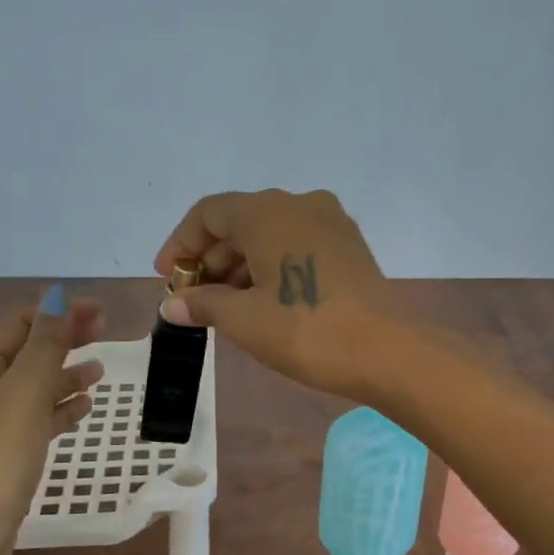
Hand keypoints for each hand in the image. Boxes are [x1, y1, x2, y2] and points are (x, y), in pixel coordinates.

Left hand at [0, 289, 104, 554]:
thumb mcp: (22, 396)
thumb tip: (56, 299)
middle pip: (24, 352)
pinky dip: (57, 409)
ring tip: (100, 372)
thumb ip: (43, 347)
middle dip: (63, 340)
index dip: (58, 313)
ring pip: (31, 387)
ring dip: (63, 375)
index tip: (101, 313)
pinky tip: (82, 408)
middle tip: (106, 332)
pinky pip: (32, 419)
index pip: (18, 324)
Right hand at [154, 189, 393, 399]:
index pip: (208, 213)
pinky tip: (262, 302)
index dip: (180, 244)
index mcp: (268, 211)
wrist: (385, 351)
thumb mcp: (243, 319)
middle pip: (240, 222)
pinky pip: (297, 245)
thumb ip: (203, 304)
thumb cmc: (305, 329)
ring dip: (240, 266)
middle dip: (211, 260)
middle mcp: (300, 203)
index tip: (168, 279)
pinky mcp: (349, 247)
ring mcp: (331, 223)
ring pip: (270, 235)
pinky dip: (272, 267)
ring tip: (225, 308)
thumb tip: (173, 305)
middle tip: (194, 300)